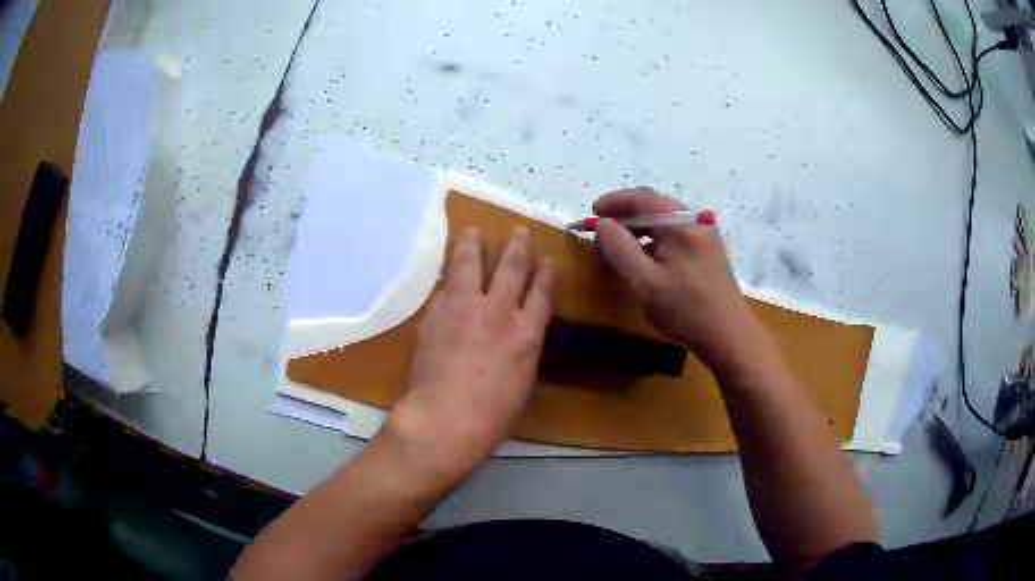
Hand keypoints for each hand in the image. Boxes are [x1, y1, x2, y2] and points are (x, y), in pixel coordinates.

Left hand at [384, 226, 553, 488]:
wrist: (445, 418)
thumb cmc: (492, 415)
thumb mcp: (522, 381)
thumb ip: (522, 349)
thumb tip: (518, 333)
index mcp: (527, 334)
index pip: (541, 293)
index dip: (545, 274)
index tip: (546, 259)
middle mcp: (499, 312)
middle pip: (510, 269)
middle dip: (516, 247)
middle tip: (518, 231)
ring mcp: (465, 309)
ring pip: (471, 265)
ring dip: (474, 245)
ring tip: (474, 230)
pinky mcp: (437, 313)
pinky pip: (446, 287)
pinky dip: (450, 276)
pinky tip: (449, 270)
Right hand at [594, 188, 754, 368]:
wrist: (728, 336)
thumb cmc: (686, 309)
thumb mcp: (645, 282)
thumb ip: (620, 249)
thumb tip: (602, 224)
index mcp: (682, 223)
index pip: (643, 198)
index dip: (614, 202)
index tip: (591, 213)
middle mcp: (695, 221)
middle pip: (653, 207)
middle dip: (624, 217)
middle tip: (601, 233)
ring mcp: (703, 236)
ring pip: (662, 223)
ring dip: (637, 231)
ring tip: (616, 248)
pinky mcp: (705, 251)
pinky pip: (672, 236)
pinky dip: (652, 242)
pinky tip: (641, 259)